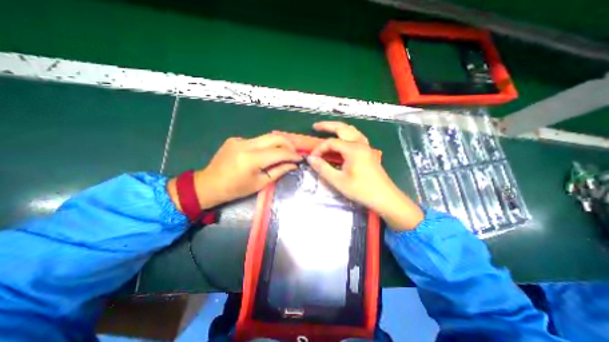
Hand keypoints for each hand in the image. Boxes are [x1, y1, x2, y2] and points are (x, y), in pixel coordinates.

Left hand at [166, 132, 300, 209]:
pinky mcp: (236, 139)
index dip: (292, 155)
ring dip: (278, 144)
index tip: (300, 158)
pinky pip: (256, 140)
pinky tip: (264, 154)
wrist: (209, 184)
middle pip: (275, 137)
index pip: (279, 152)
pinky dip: (265, 146)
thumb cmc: (236, 189)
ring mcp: (240, 139)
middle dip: (289, 144)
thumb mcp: (260, 183)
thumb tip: (293, 164)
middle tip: (294, 153)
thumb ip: (279, 171)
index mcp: (252, 159)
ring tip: (284, 153)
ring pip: (267, 137)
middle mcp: (246, 144)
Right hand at [310, 122, 423, 230]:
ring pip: (351, 131)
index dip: (319, 149)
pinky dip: (347, 134)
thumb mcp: (338, 181)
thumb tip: (310, 158)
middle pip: (342, 128)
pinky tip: (343, 139)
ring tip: (328, 129)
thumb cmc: (361, 190)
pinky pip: (356, 137)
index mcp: (353, 149)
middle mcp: (360, 144)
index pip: (331, 143)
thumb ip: (323, 168)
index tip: (312, 158)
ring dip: (339, 128)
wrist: (385, 198)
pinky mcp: (368, 152)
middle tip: (315, 126)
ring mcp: (366, 147)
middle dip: (328, 126)